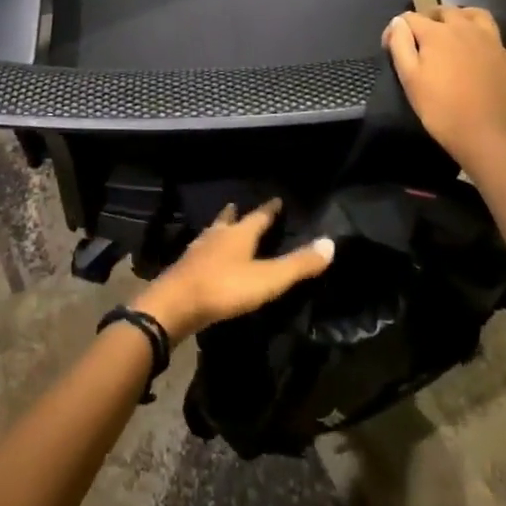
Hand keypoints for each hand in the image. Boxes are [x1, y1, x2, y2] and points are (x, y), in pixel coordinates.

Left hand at [135, 199, 333, 342]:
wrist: (175, 305)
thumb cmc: (225, 288)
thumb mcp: (267, 279)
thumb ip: (298, 265)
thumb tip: (330, 243)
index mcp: (239, 234)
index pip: (259, 216)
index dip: (269, 210)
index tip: (276, 200)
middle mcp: (217, 235)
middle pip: (229, 219)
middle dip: (237, 214)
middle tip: (239, 206)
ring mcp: (197, 250)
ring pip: (212, 233)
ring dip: (220, 229)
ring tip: (224, 228)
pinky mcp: (185, 268)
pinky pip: (200, 252)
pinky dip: (208, 250)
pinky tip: (206, 257)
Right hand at [384, 7, 505, 171]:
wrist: (490, 137)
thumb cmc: (442, 110)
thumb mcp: (410, 79)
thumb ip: (400, 45)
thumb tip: (398, 21)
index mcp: (436, 34)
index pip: (410, 18)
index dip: (397, 28)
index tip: (389, 46)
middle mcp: (466, 29)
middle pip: (445, 11)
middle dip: (431, 17)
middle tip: (422, 35)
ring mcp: (494, 43)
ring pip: (479, 15)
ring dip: (466, 14)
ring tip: (459, 24)